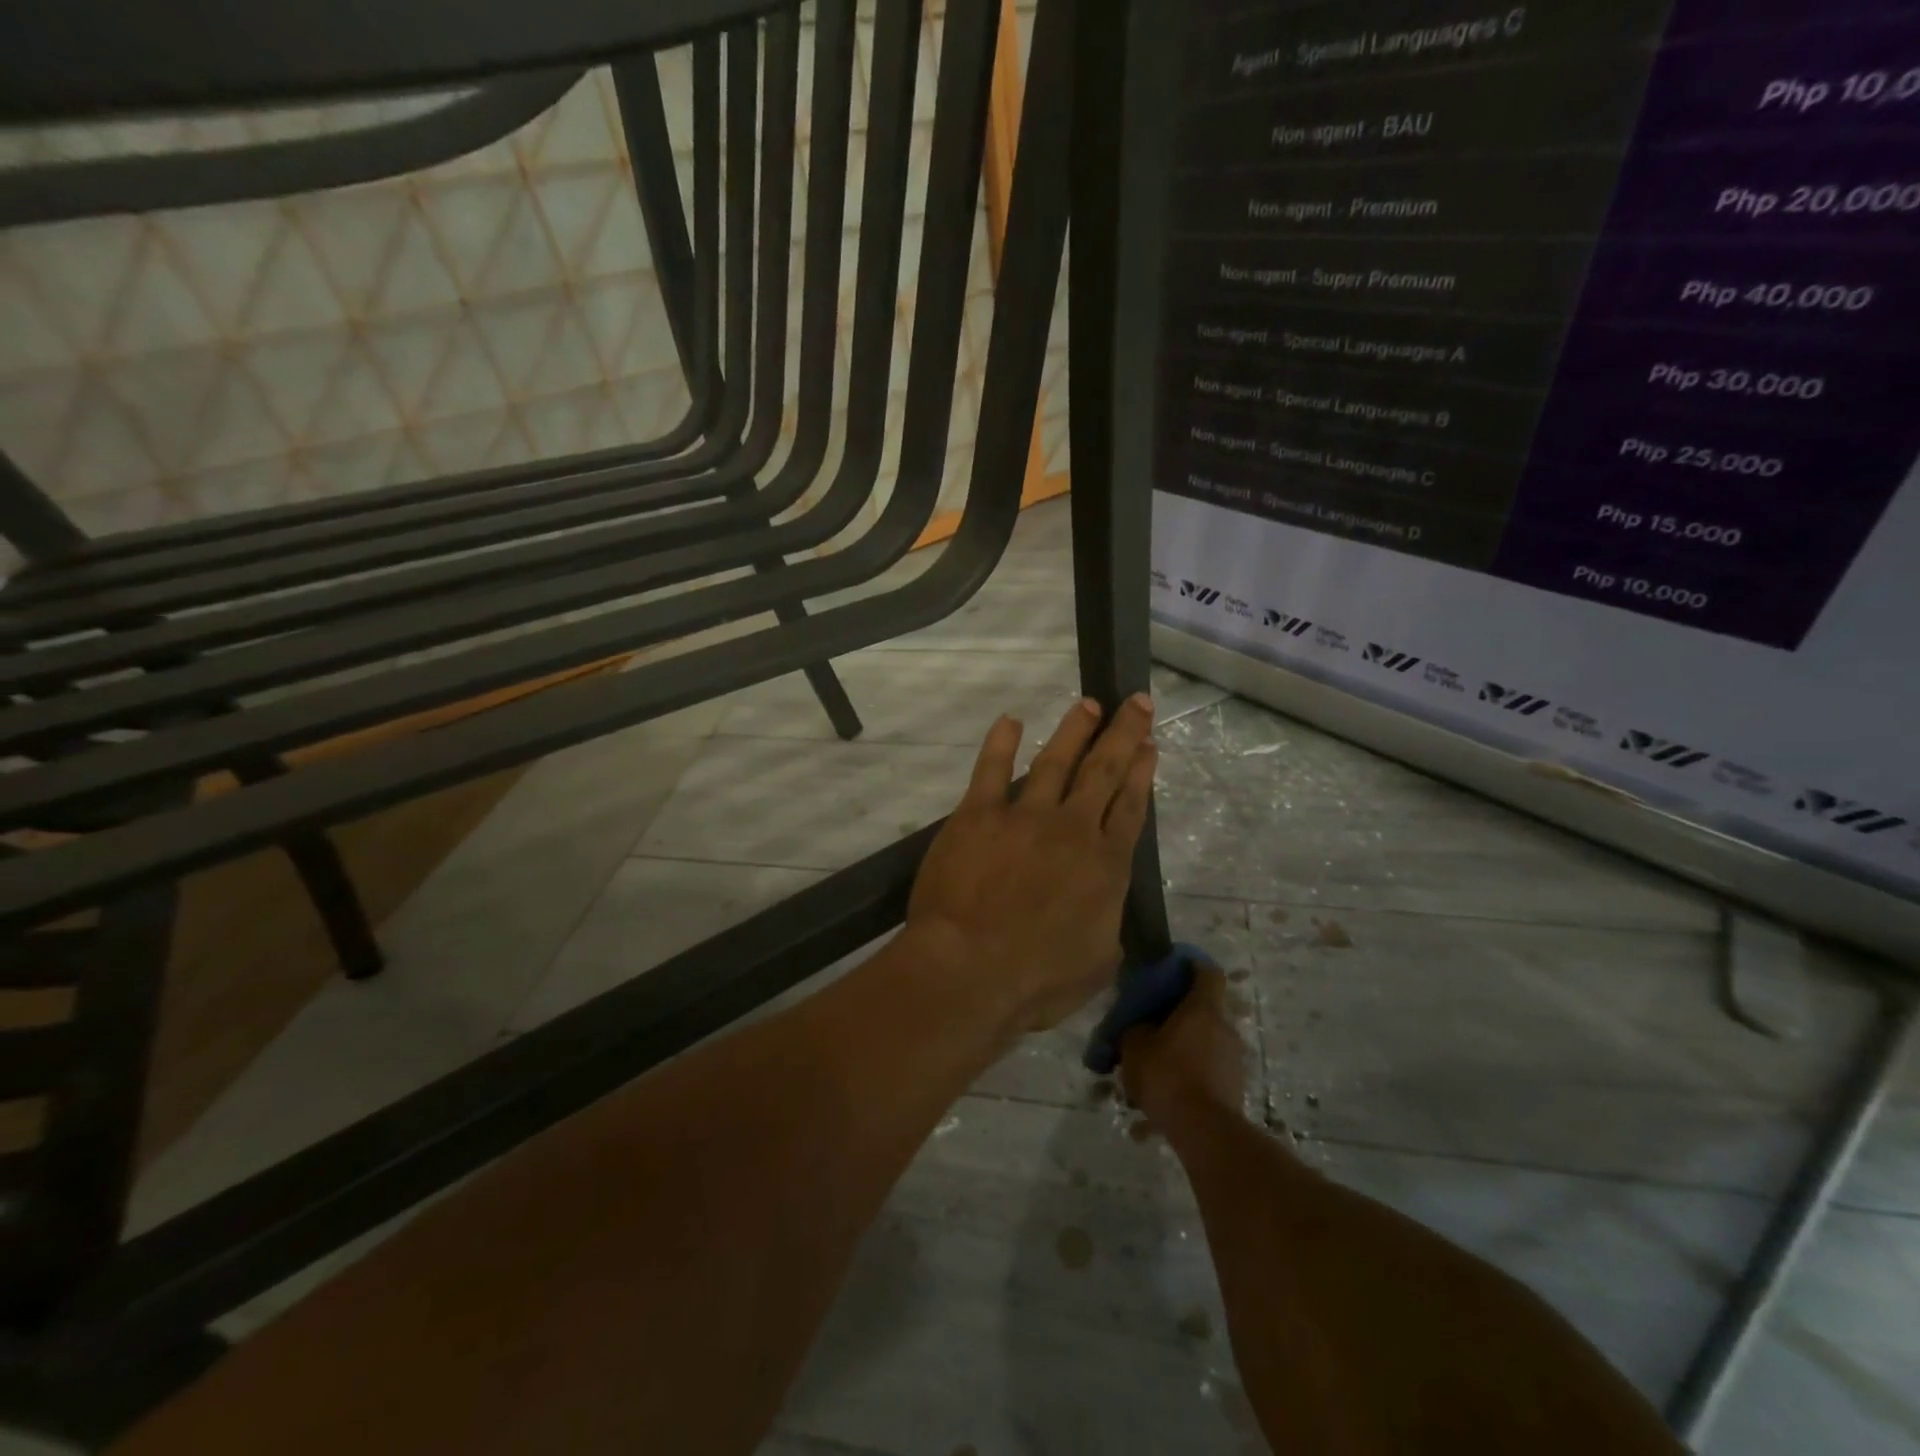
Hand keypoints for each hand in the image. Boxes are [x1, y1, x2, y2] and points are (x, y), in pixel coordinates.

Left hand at [907, 695, 1157, 1034]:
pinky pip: (991, 769)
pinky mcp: (978, 815)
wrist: (970, 970)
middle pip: (1104, 772)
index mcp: (1105, 866)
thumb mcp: (1097, 965)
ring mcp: (1024, 817)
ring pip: (1056, 761)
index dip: (1142, 773)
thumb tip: (1105, 913)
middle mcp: (1072, 830)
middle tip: (1138, 703)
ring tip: (1089, 704)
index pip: (1130, 807)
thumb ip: (1107, 929)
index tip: (1150, 745)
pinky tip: (1011, 720)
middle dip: (1123, 734)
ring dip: (1074, 730)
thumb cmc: (1037, 981)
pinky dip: (1001, 742)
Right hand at [1119, 966, 1246, 1127]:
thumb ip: (1136, 1028)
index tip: (1174, 967)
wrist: (1204, 1131)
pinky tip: (1172, 1087)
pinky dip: (1194, 1069)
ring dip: (1187, 1044)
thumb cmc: (1168, 1076)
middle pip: (1205, 1008)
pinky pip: (1211, 1066)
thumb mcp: (1135, 1047)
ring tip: (1160, 1062)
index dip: (1192, 965)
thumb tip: (1140, 1025)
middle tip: (1155, 1024)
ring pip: (1207, 1040)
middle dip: (1181, 1013)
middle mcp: (1224, 1027)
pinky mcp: (1235, 1085)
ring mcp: (1234, 1058)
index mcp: (1203, 1009)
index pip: (1207, 973)